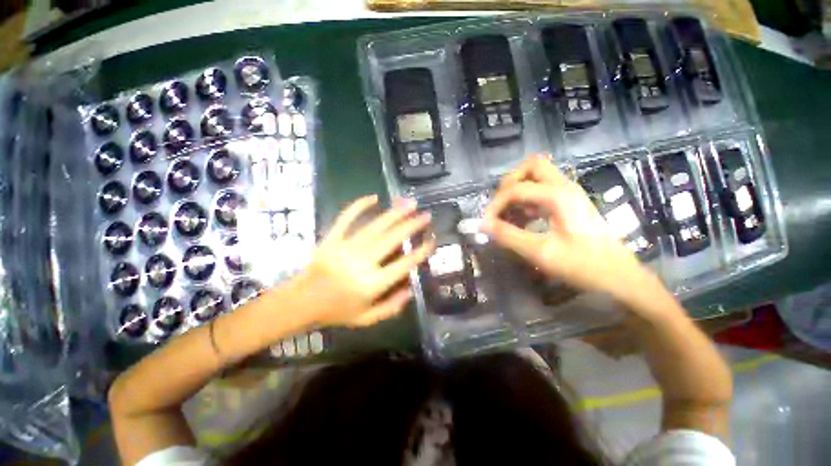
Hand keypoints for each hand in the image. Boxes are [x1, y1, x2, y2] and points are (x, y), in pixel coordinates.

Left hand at [292, 195, 434, 327]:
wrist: (299, 303)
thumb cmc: (335, 312)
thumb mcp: (366, 319)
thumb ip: (391, 307)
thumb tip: (411, 289)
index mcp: (372, 284)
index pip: (404, 264)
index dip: (421, 251)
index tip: (432, 240)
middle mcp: (362, 263)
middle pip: (392, 239)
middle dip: (411, 225)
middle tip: (426, 214)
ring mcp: (345, 248)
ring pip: (375, 226)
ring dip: (394, 213)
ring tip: (409, 202)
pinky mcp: (331, 239)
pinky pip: (346, 218)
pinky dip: (359, 206)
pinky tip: (373, 197)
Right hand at [481, 156, 659, 305]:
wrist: (620, 278)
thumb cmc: (584, 265)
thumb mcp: (541, 252)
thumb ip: (508, 236)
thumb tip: (482, 225)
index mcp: (558, 195)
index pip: (515, 189)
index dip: (495, 205)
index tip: (486, 224)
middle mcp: (564, 187)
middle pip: (531, 166)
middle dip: (510, 183)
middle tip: (500, 206)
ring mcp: (568, 194)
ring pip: (536, 176)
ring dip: (517, 191)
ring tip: (508, 215)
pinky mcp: (569, 203)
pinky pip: (542, 191)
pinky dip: (527, 200)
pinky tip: (522, 220)